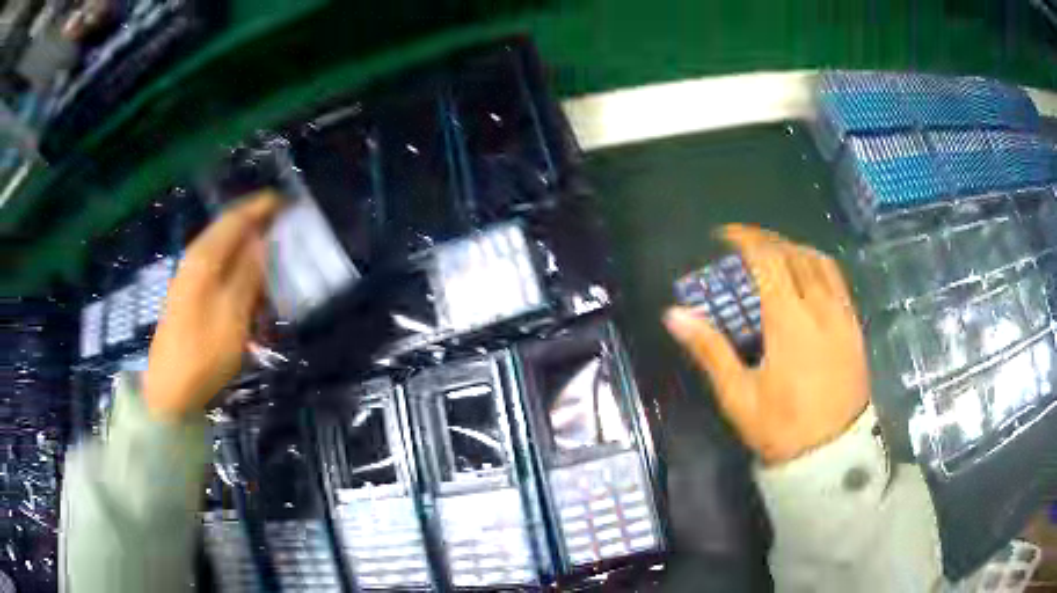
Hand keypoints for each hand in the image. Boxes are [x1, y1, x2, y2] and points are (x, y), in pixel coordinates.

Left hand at [143, 192, 281, 421]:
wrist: (171, 392)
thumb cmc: (203, 354)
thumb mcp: (233, 315)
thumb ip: (248, 274)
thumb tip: (261, 241)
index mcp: (204, 258)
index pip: (235, 218)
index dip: (260, 207)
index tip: (285, 202)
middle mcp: (195, 261)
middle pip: (229, 233)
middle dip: (257, 229)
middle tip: (285, 234)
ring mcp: (190, 280)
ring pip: (225, 255)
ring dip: (249, 257)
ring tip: (273, 268)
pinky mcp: (190, 299)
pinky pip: (219, 276)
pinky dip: (239, 277)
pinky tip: (251, 296)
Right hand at [664, 224, 868, 464]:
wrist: (832, 454)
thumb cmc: (781, 427)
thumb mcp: (739, 395)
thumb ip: (709, 349)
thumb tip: (674, 315)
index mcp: (788, 320)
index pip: (768, 260)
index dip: (745, 239)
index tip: (724, 235)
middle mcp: (819, 307)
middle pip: (794, 254)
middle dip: (767, 240)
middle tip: (745, 243)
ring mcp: (842, 315)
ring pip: (820, 262)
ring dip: (795, 249)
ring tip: (776, 254)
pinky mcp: (855, 327)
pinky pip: (838, 281)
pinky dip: (818, 266)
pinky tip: (808, 279)